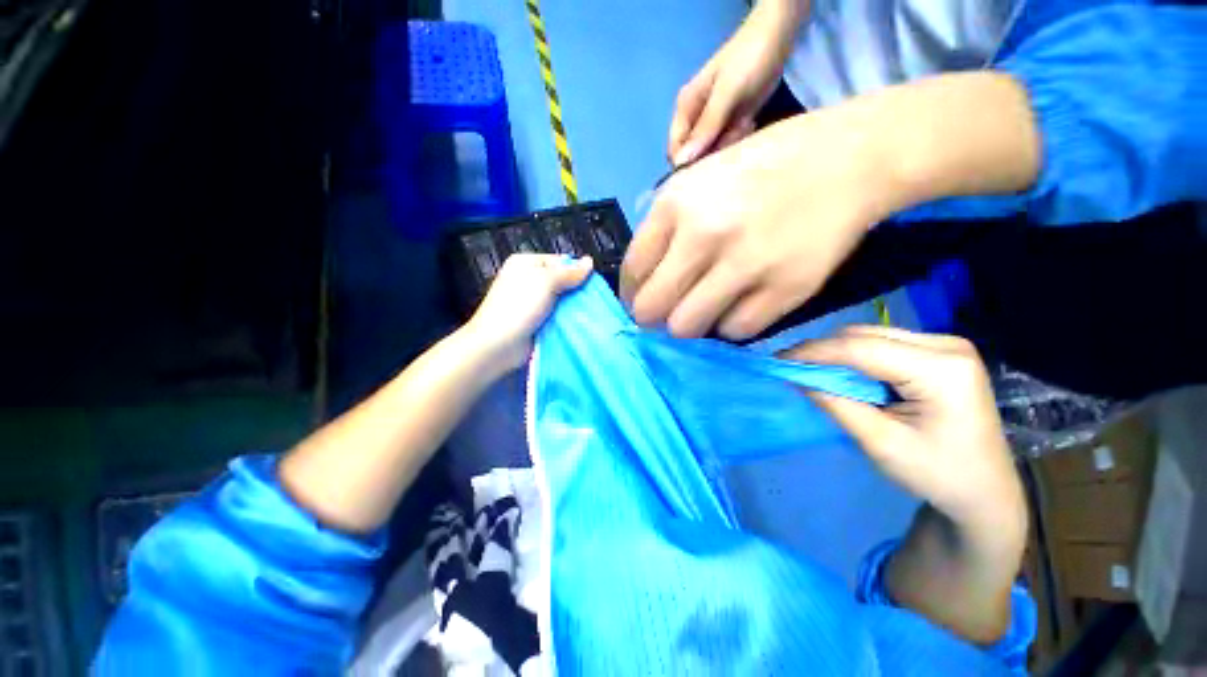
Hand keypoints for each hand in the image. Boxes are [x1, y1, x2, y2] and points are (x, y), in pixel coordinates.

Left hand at [466, 254, 592, 372]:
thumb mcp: (545, 282)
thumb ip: (569, 272)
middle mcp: (529, 281)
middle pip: (562, 281)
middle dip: (576, 290)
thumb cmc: (518, 307)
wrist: (499, 345)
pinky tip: (579, 323)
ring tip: (588, 312)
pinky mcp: (538, 321)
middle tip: (591, 299)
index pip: (559, 261)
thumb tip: (589, 261)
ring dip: (573, 307)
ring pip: (562, 300)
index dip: (575, 271)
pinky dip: (567, 319)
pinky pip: (558, 316)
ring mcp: (533, 303)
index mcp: (526, 264)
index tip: (590, 283)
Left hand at [626, 107, 891, 339]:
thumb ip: (665, 232)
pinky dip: (732, 323)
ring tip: (706, 306)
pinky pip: (734, 330)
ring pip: (686, 328)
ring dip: (690, 323)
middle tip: (668, 311)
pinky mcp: (785, 290)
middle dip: (653, 317)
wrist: (848, 159)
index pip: (632, 273)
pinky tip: (742, 303)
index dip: (631, 295)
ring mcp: (746, 265)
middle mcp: (704, 235)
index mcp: (675, 204)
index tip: (641, 301)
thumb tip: (646, 283)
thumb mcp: (698, 182)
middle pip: (651, 309)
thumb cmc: (763, 169)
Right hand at [668, 0, 805, 164]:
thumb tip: (681, 163)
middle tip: (733, 134)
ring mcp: (713, 121)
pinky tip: (749, 122)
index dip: (687, 163)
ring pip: (712, 150)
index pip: (675, 150)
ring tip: (745, 123)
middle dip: (712, 152)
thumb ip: (705, 127)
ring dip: (728, 144)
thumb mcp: (726, 94)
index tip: (708, 163)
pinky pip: (727, 143)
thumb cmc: (748, 61)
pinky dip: (738, 138)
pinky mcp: (730, 122)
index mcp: (685, 110)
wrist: (779, 36)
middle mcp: (695, 119)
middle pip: (694, 154)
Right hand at [785, 325, 1025, 540]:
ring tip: (813, 372)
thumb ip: (836, 404)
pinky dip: (855, 356)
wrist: (986, 491)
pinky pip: (883, 343)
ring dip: (837, 352)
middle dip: (824, 351)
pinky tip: (844, 373)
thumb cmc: (938, 474)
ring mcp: (946, 345)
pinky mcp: (939, 352)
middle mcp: (947, 345)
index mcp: (942, 370)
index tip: (778, 360)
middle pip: (865, 335)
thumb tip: (796, 377)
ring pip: (871, 335)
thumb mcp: (881, 443)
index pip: (861, 348)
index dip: (814, 352)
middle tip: (792, 368)